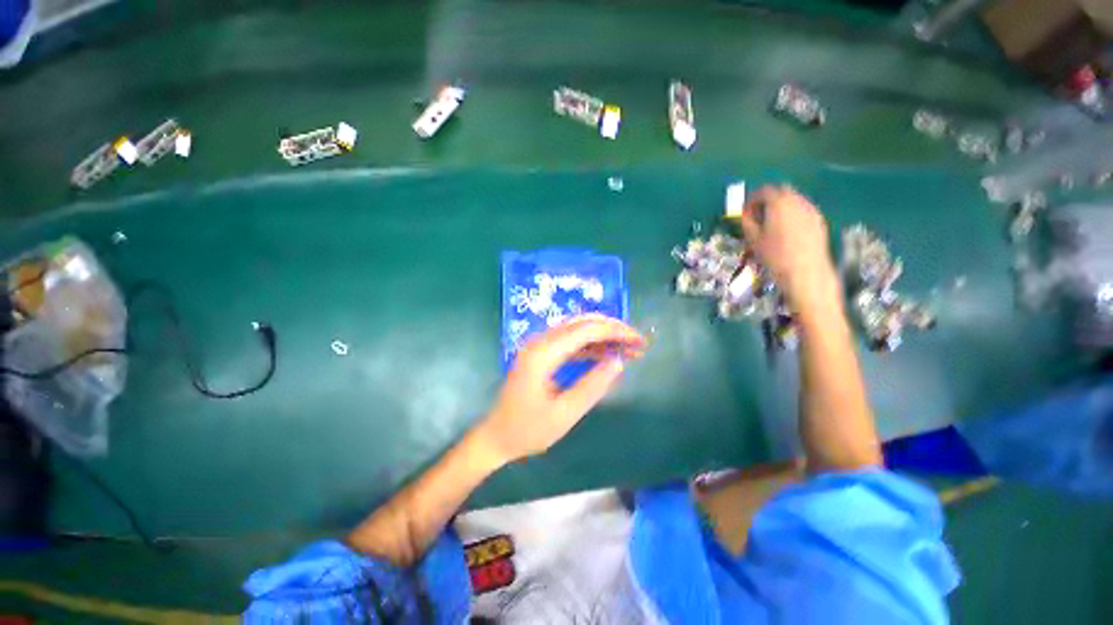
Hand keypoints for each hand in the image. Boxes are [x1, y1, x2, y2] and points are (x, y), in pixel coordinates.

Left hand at [476, 315, 646, 464]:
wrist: (496, 437)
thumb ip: (592, 386)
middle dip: (612, 329)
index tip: (638, 340)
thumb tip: (618, 362)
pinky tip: (607, 355)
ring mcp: (539, 346)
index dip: (615, 331)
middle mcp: (540, 342)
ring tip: (628, 348)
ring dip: (603, 336)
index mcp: (543, 353)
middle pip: (582, 323)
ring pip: (577, 329)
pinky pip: (570, 342)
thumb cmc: (528, 430)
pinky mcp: (541, 354)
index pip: (586, 330)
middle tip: (636, 342)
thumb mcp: (564, 414)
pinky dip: (591, 346)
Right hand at [735, 186, 839, 312]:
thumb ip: (747, 221)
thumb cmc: (774, 255)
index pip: (764, 191)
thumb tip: (745, 213)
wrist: (805, 271)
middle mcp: (797, 201)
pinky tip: (788, 230)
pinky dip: (793, 213)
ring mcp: (811, 209)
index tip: (747, 210)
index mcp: (779, 203)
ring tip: (773, 223)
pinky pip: (803, 209)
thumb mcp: (753, 239)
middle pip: (782, 191)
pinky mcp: (819, 220)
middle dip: (769, 199)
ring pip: (794, 199)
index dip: (753, 199)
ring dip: (782, 206)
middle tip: (759, 214)